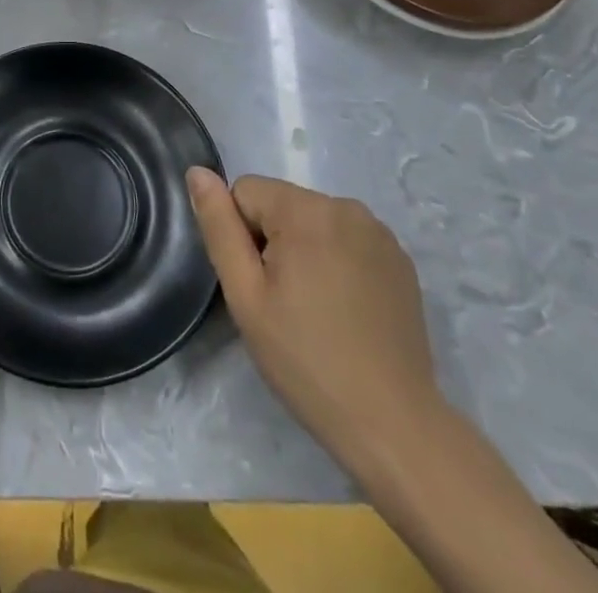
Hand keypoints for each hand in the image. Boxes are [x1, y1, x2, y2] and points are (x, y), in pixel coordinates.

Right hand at [187, 169, 437, 459]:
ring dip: (305, 250)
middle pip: (281, 203)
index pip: (245, 192)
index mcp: (306, 209)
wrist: (393, 425)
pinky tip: (346, 310)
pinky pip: (347, 239)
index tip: (261, 285)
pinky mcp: (400, 259)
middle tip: (285, 302)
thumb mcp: (245, 295)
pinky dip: (337, 261)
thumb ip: (219, 227)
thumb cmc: (306, 360)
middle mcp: (346, 206)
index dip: (241, 237)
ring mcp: (379, 232)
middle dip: (274, 242)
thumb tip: (197, 172)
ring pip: (313, 220)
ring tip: (316, 308)